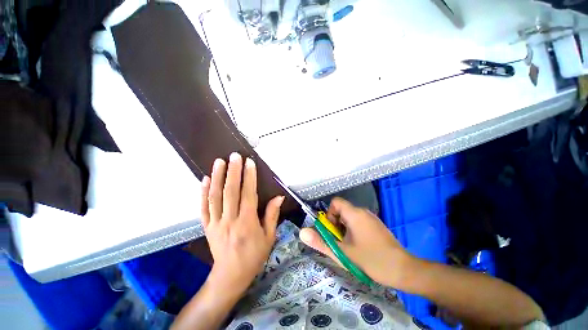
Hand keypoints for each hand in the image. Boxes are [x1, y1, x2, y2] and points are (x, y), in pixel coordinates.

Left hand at [201, 152, 283, 295]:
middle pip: (230, 192)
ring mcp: (215, 223)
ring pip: (215, 196)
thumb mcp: (269, 237)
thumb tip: (279, 197)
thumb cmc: (254, 256)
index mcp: (247, 223)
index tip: (249, 162)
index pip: (248, 195)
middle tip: (234, 156)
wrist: (230, 276)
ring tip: (219, 162)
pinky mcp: (206, 226)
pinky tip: (205, 179)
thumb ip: (272, 215)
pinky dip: (203, 192)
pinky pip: (203, 207)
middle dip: (233, 171)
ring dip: (217, 177)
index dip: (249, 177)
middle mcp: (230, 220)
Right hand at [299, 197, 414, 288]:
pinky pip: (359, 222)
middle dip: (336, 224)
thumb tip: (302, 232)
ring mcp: (371, 218)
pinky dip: (353, 230)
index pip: (336, 202)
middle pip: (342, 210)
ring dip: (344, 229)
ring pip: (350, 217)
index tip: (332, 230)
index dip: (329, 214)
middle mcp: (363, 211)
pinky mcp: (377, 225)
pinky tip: (360, 247)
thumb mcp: (342, 252)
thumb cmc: (371, 259)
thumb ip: (320, 242)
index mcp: (354, 213)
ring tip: (349, 246)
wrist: (404, 270)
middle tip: (340, 241)